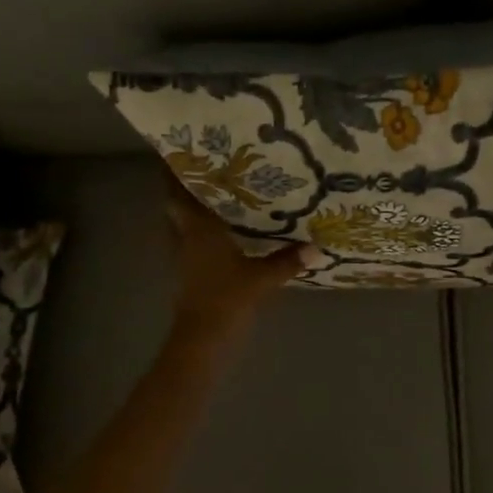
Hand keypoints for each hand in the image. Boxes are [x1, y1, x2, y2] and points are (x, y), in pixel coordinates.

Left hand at [165, 185, 309, 345]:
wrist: (202, 339)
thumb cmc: (226, 299)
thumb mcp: (262, 278)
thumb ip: (288, 261)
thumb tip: (317, 247)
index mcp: (198, 230)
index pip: (177, 194)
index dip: (175, 173)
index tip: (183, 152)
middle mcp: (185, 238)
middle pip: (176, 207)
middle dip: (186, 189)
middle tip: (208, 170)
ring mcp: (184, 258)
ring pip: (182, 225)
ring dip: (192, 210)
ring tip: (217, 195)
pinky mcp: (189, 274)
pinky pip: (191, 243)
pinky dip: (201, 233)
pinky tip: (222, 232)